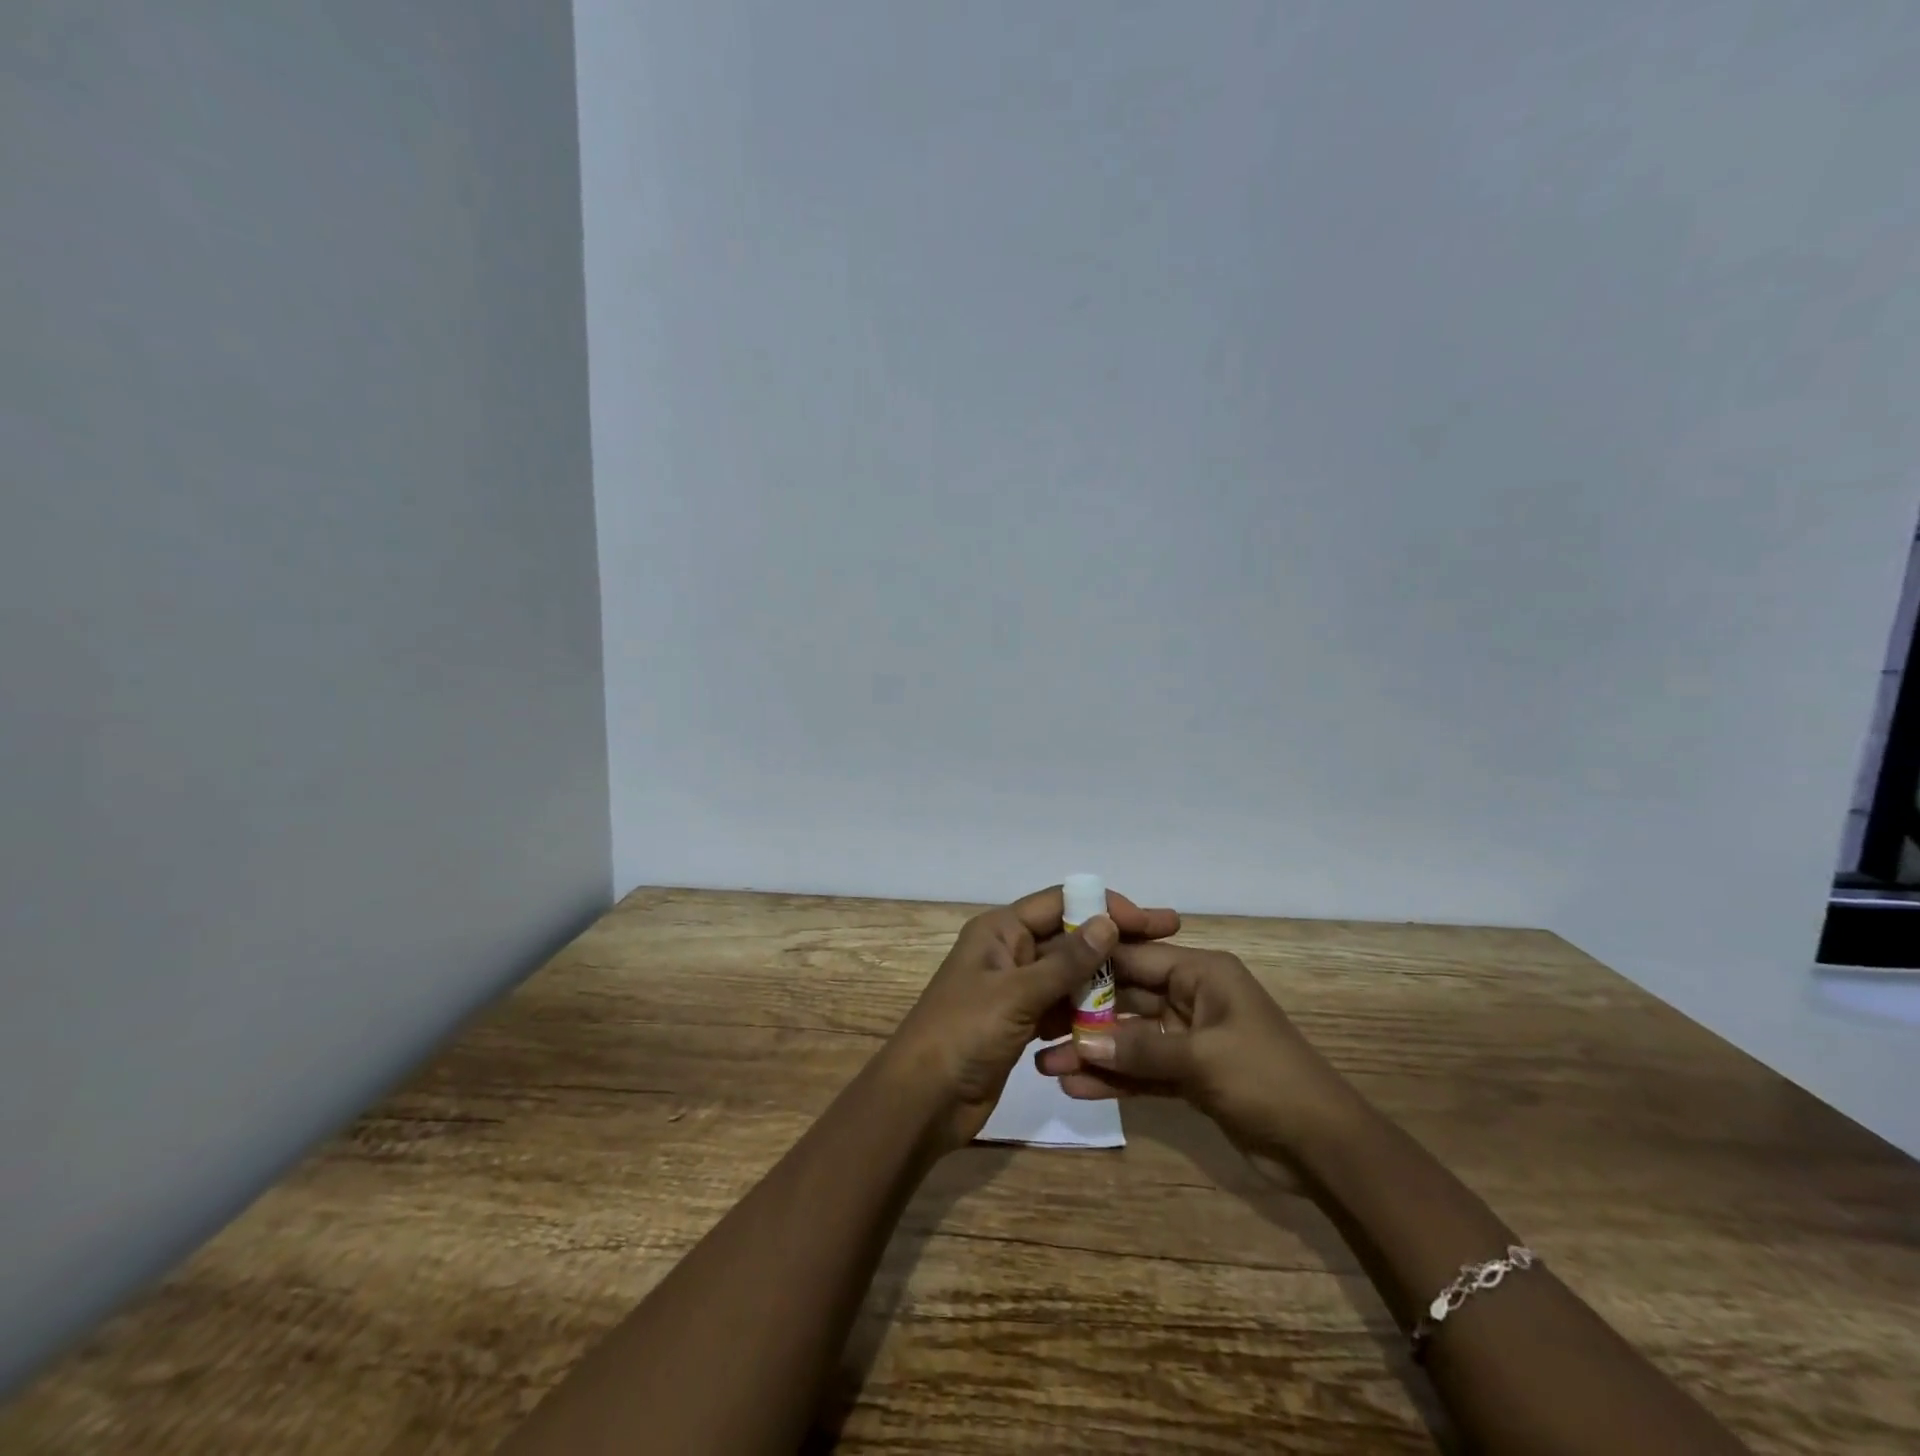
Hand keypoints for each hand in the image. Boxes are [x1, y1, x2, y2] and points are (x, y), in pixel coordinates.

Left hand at [884, 886, 1180, 1150]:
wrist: (923, 1101)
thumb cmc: (963, 1033)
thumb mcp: (1016, 993)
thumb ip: (1065, 961)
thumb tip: (1108, 923)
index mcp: (1000, 930)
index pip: (1060, 903)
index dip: (1104, 906)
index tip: (1149, 921)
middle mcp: (1010, 952)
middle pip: (1070, 937)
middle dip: (1115, 941)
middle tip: (1169, 940)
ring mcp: (1016, 989)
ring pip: (1069, 975)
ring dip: (1105, 979)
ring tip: (1155, 985)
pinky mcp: (1021, 1024)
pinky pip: (1062, 1009)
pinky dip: (1087, 1013)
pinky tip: (1123, 1020)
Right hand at [1034, 942, 1356, 1151]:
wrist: (1326, 1148)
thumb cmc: (1267, 1079)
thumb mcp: (1201, 1058)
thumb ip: (1139, 1049)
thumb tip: (1080, 1042)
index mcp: (1202, 974)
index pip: (1137, 957)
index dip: (1093, 962)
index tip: (1047, 968)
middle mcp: (1192, 998)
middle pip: (1128, 998)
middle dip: (1085, 1015)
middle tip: (1038, 1026)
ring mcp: (1190, 1039)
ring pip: (1131, 1038)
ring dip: (1094, 1052)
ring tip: (1047, 1065)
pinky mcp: (1190, 1076)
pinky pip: (1143, 1071)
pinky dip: (1115, 1079)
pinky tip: (1077, 1089)